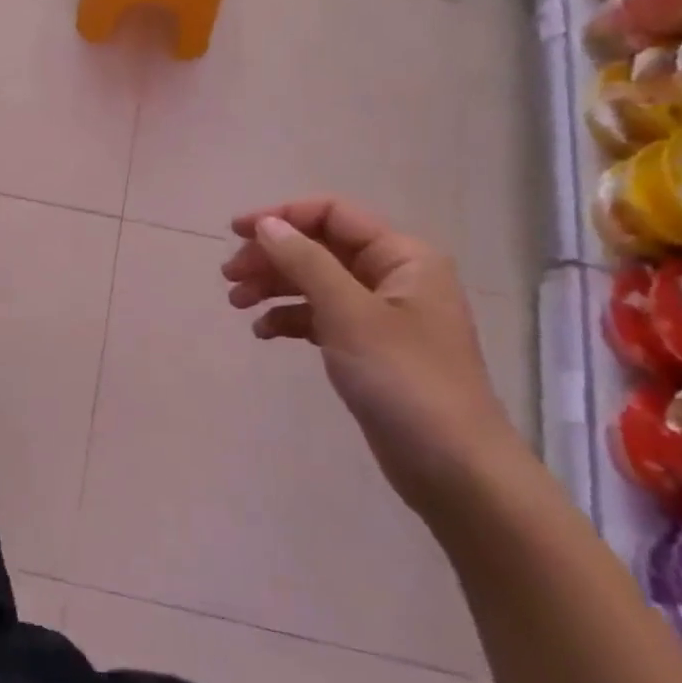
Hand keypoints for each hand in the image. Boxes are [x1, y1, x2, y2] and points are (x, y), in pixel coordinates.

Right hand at [221, 197, 522, 523]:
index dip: (281, 217)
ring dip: (275, 287)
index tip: (234, 233)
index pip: (332, 215)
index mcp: (402, 256)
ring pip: (316, 282)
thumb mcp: (348, 313)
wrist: (453, 468)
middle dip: (272, 257)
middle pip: (320, 248)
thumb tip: (266, 224)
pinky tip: (265, 333)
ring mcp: (382, 314)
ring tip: (237, 305)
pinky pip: (322, 317)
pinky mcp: (370, 348)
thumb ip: (305, 262)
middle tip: (228, 278)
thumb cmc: (404, 379)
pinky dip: (291, 318)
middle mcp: (394, 277)